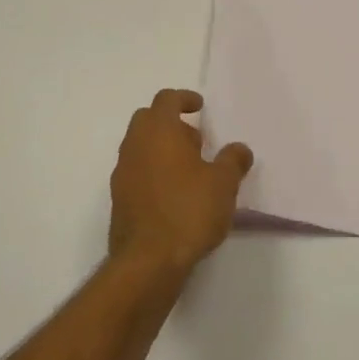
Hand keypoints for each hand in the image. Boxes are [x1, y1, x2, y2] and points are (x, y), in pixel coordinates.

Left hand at [108, 90, 253, 275]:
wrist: (148, 261)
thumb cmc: (188, 211)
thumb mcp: (223, 184)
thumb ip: (233, 160)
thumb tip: (239, 149)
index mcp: (158, 131)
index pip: (166, 99)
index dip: (184, 98)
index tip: (199, 106)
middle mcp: (135, 145)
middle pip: (148, 119)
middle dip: (171, 123)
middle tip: (196, 141)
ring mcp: (122, 172)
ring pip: (140, 146)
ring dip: (161, 148)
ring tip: (190, 171)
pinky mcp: (119, 199)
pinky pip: (136, 171)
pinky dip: (153, 171)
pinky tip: (174, 194)